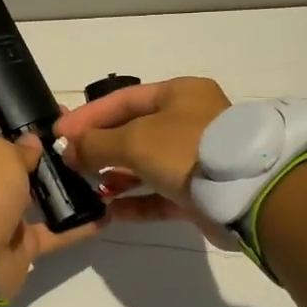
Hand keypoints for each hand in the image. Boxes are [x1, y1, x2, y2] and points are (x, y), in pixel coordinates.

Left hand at [0, 106, 101, 300]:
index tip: (21, 105)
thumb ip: (20, 145)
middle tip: (71, 137)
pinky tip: (103, 214)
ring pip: (31, 194)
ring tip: (91, 169)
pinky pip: (51, 230)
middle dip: (36, 149)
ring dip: (57, 185)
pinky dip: (74, 225)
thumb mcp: (0, 153)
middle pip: (7, 159)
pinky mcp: (18, 242)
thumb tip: (30, 144)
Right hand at [52, 77, 233, 240]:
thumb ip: (96, 144)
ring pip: (146, 164)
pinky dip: (135, 202)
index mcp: (179, 94)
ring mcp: (196, 158)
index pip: (123, 100)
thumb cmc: (186, 150)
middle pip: (134, 131)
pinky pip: (159, 195)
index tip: (60, 134)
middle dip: (100, 147)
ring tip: (87, 188)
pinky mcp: (200, 192)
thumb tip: (68, 151)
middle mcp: (188, 121)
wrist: (246, 193)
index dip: (89, 116)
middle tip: (70, 163)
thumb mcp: (134, 140)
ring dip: (116, 176)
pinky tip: (109, 212)